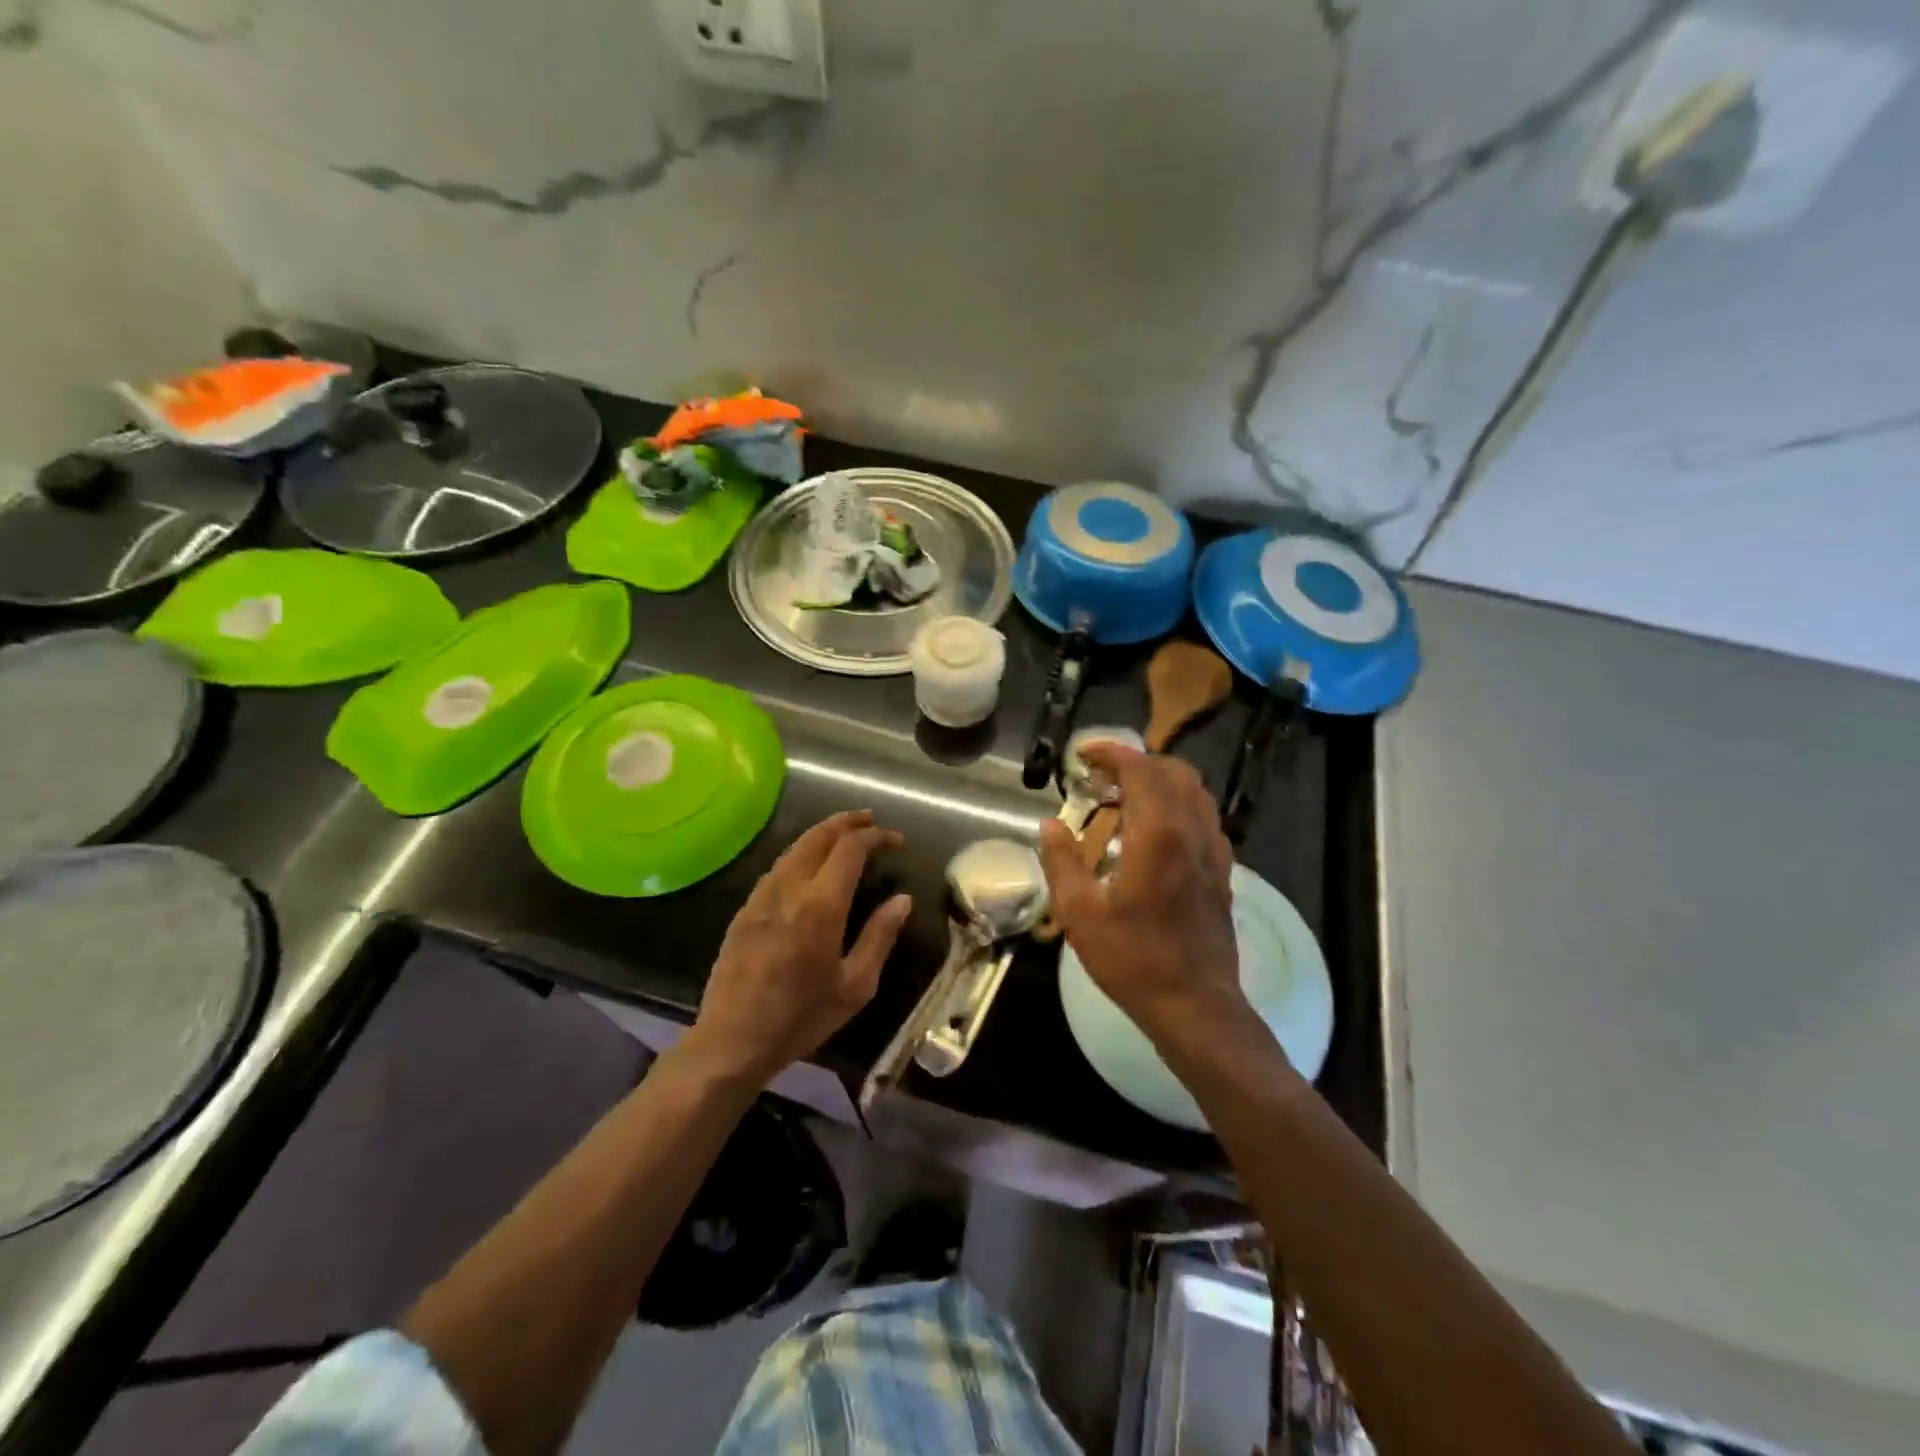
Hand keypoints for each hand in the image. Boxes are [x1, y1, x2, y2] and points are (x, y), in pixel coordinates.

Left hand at [686, 810, 911, 1081]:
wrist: (732, 1041)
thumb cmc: (801, 1018)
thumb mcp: (855, 986)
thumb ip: (879, 937)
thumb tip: (902, 900)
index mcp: (820, 906)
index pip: (850, 849)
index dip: (875, 836)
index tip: (895, 841)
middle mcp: (789, 889)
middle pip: (818, 836)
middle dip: (847, 821)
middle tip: (870, 820)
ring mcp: (761, 897)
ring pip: (794, 848)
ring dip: (822, 834)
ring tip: (844, 835)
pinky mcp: (744, 910)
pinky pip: (777, 868)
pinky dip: (800, 854)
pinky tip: (809, 866)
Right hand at [1038, 746, 1244, 1044]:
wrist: (1195, 1005)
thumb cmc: (1133, 959)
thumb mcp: (1080, 914)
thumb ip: (1062, 862)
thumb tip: (1051, 825)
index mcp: (1158, 835)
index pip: (1141, 770)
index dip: (1112, 753)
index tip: (1084, 754)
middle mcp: (1192, 832)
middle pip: (1174, 772)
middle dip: (1138, 762)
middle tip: (1102, 776)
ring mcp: (1213, 852)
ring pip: (1195, 792)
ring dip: (1161, 781)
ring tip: (1126, 797)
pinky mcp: (1222, 872)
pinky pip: (1204, 818)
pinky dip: (1179, 805)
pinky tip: (1155, 831)